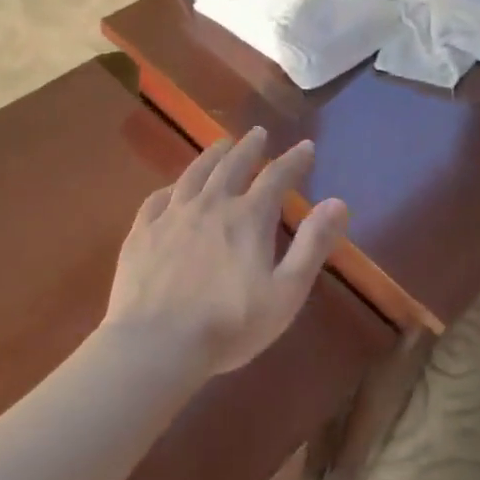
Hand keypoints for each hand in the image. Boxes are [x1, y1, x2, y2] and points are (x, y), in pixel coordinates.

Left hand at [104, 127, 349, 377]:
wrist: (155, 347)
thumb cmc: (230, 325)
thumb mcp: (287, 291)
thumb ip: (314, 244)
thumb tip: (339, 202)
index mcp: (249, 218)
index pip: (277, 176)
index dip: (294, 159)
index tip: (306, 146)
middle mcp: (211, 205)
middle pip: (233, 165)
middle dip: (249, 147)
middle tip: (258, 132)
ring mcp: (172, 217)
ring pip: (195, 174)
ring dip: (212, 156)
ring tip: (221, 145)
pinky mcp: (141, 234)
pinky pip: (157, 199)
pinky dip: (171, 187)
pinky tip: (173, 188)